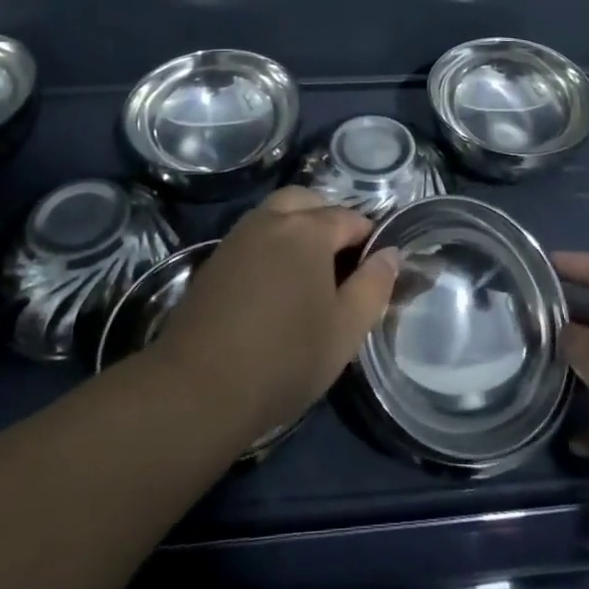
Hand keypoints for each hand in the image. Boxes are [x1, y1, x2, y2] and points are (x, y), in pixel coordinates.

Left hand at [154, 188, 401, 439]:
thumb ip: (374, 286)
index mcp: (309, 229)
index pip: (350, 218)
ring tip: (309, 272)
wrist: (198, 388)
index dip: (368, 240)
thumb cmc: (284, 359)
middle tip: (341, 262)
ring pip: (276, 212)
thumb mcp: (345, 330)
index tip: (374, 270)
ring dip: (297, 227)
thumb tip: (390, 253)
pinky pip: (254, 234)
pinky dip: (271, 243)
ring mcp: (239, 236)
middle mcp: (272, 219)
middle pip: (308, 201)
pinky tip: (275, 283)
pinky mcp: (216, 258)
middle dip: (329, 219)